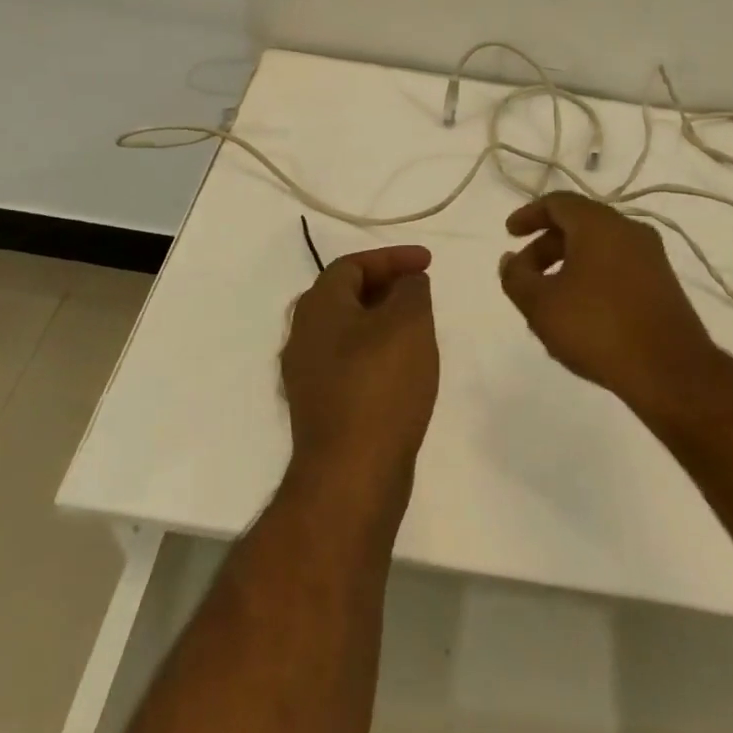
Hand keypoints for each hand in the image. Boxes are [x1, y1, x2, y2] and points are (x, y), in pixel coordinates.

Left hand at [282, 245, 438, 480]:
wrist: (351, 474)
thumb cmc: (380, 384)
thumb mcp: (408, 322)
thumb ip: (410, 290)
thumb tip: (407, 283)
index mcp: (317, 307)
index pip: (352, 265)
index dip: (392, 258)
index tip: (428, 263)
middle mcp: (303, 336)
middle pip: (345, 296)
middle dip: (386, 287)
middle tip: (422, 292)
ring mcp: (308, 376)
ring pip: (348, 332)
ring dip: (383, 322)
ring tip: (419, 328)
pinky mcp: (321, 408)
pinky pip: (350, 365)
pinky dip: (377, 354)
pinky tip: (404, 370)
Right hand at [499, 194, 718, 408]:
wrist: (670, 371)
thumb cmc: (597, 328)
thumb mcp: (541, 305)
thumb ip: (516, 277)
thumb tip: (510, 260)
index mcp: (599, 223)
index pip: (557, 203)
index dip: (528, 215)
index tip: (509, 235)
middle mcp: (629, 229)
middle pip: (578, 224)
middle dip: (545, 246)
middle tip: (524, 275)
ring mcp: (651, 256)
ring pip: (599, 247)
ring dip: (567, 265)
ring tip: (548, 301)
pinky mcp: (663, 284)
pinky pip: (618, 267)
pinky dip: (591, 277)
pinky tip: (580, 313)